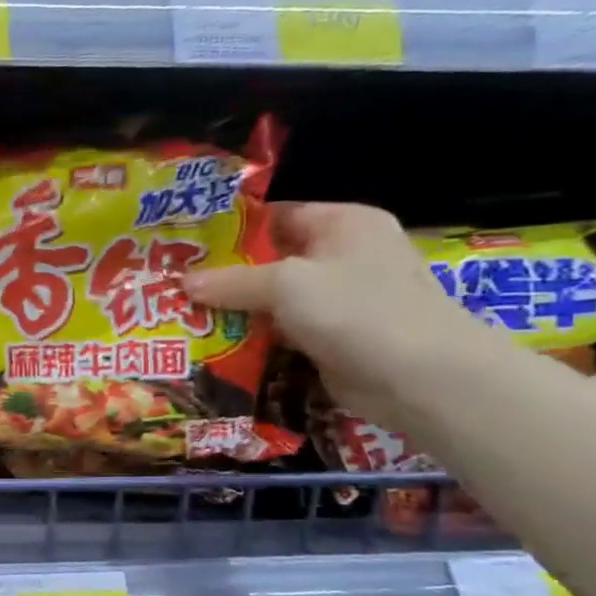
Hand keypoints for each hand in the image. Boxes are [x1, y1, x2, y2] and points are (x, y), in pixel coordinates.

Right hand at [185, 202, 493, 427]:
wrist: (421, 379)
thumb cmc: (357, 311)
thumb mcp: (286, 285)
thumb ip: (231, 282)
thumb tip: (182, 283)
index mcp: (343, 223)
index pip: (275, 216)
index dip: (230, 230)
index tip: (184, 247)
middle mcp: (344, 256)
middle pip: (271, 260)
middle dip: (225, 275)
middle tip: (174, 286)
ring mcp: (341, 300)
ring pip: (274, 300)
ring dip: (236, 311)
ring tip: (184, 316)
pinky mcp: (334, 339)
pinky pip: (283, 332)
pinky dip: (255, 339)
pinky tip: (215, 346)